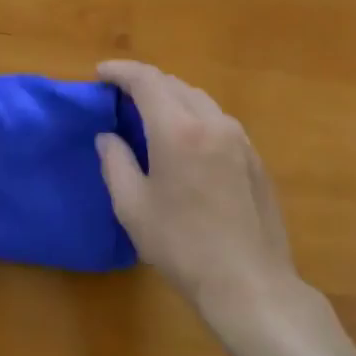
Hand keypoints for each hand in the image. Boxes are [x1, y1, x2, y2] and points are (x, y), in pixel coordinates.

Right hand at [95, 61, 313, 331]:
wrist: (250, 284)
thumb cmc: (182, 246)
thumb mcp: (133, 207)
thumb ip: (115, 162)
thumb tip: (108, 137)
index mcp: (179, 130)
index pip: (147, 80)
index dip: (121, 71)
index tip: (101, 74)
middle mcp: (213, 123)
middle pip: (175, 84)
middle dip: (145, 83)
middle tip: (120, 96)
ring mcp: (240, 140)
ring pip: (199, 100)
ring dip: (171, 98)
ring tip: (150, 115)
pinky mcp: (254, 158)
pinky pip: (218, 121)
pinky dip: (194, 116)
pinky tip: (184, 141)